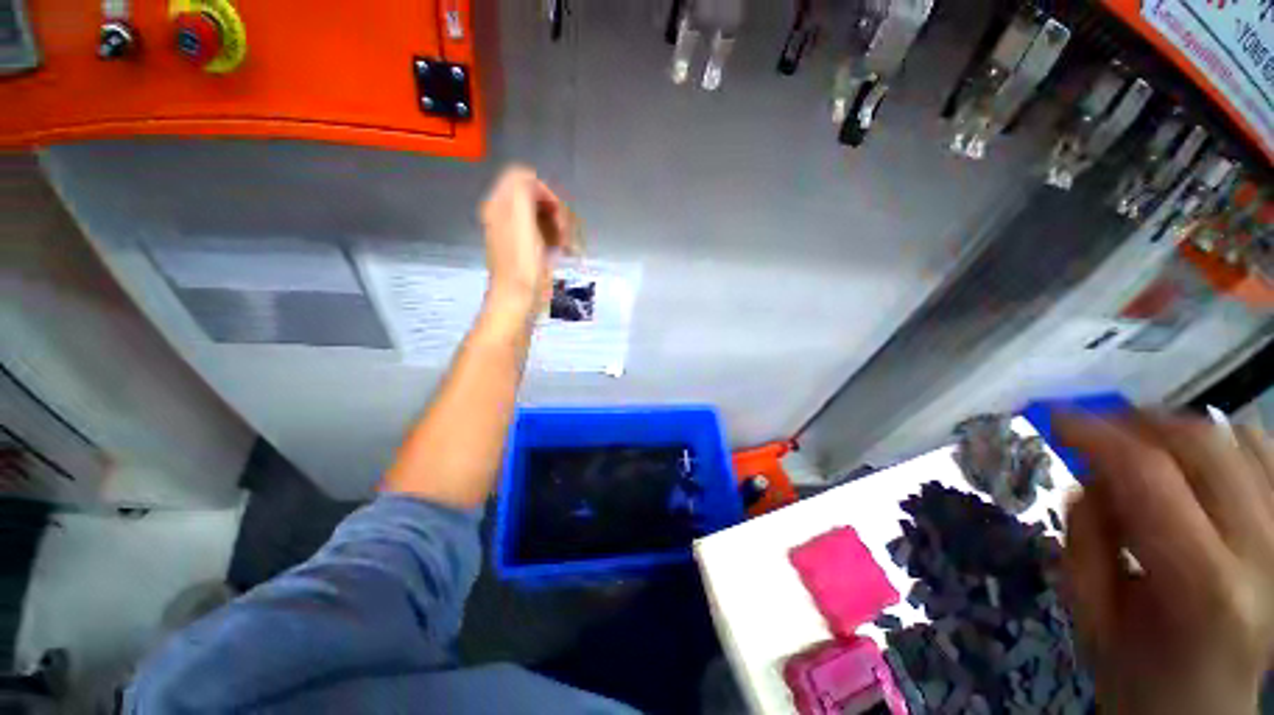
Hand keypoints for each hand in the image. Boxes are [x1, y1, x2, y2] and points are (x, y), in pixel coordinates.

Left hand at [479, 165, 573, 318]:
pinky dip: (555, 237)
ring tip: (564, 244)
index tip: (557, 213)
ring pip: (542, 214)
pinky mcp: (525, 249)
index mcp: (501, 205)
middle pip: (534, 196)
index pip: (524, 178)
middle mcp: (505, 215)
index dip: (545, 191)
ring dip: (557, 225)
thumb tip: (530, 177)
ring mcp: (515, 233)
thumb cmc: (522, 264)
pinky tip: (560, 251)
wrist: (517, 300)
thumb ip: (522, 190)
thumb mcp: (520, 220)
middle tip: (564, 231)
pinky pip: (543, 231)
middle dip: (554, 209)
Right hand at [1059, 413, 1273, 714]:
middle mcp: (1262, 551)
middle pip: (1203, 445)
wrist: (1203, 706)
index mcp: (1204, 585)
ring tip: (1142, 449)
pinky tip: (1195, 463)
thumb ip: (1087, 536)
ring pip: (1239, 439)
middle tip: (1096, 431)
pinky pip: (1265, 453)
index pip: (1150, 475)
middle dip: (1137, 424)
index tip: (1054, 417)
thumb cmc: (1139, 670)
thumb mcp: (1091, 613)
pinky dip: (1223, 442)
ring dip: (1178, 432)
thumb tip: (1090, 477)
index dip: (1098, 434)